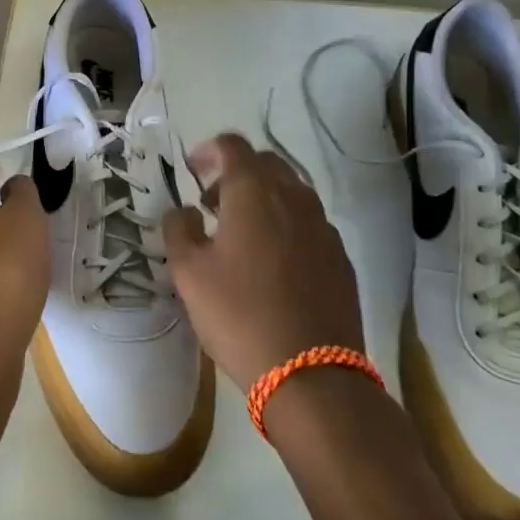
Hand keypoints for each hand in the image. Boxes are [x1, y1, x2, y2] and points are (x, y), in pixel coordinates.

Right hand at [163, 134, 364, 387]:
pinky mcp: (340, 256)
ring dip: (264, 197)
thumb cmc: (239, 314)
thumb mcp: (188, 272)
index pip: (233, 145)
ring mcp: (323, 226)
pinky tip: (273, 261)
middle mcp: (294, 197)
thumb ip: (179, 229)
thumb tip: (184, 210)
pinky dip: (287, 224)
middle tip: (213, 202)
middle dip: (237, 172)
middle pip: (266, 163)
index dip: (209, 150)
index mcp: (254, 191)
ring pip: (292, 191)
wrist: (311, 374)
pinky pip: (309, 222)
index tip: (193, 170)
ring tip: (242, 232)